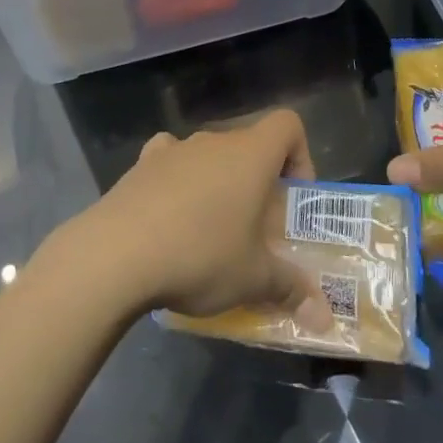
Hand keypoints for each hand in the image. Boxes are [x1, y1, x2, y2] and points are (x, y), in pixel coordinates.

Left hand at [68, 109, 332, 327]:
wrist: (117, 252)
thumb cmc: (200, 255)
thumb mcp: (253, 279)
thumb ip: (291, 290)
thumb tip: (325, 318)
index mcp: (250, 154)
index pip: (288, 124)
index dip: (300, 155)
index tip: (292, 198)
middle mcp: (213, 141)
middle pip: (248, 146)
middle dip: (257, 184)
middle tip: (256, 232)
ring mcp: (174, 148)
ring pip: (209, 157)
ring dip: (217, 184)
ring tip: (211, 232)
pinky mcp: (141, 164)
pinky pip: (170, 162)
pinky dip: (177, 182)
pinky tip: (170, 216)